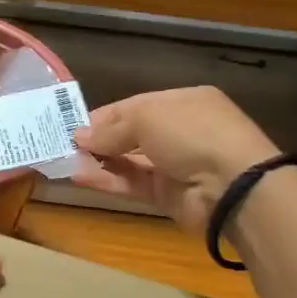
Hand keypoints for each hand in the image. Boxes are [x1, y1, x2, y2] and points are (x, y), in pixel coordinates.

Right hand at [72, 87, 279, 232]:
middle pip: (129, 134)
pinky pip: (131, 183)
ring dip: (98, 161)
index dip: (103, 115)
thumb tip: (80, 137)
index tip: (72, 125)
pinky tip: (79, 176)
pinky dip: (107, 180)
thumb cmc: (192, 134)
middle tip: (63, 145)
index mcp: (181, 103)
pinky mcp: (167, 194)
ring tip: (65, 161)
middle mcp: (178, 131)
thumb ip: (111, 127)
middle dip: (98, 139)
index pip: (134, 106)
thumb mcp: (147, 116)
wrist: (233, 185)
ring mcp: (174, 164)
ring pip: (128, 160)